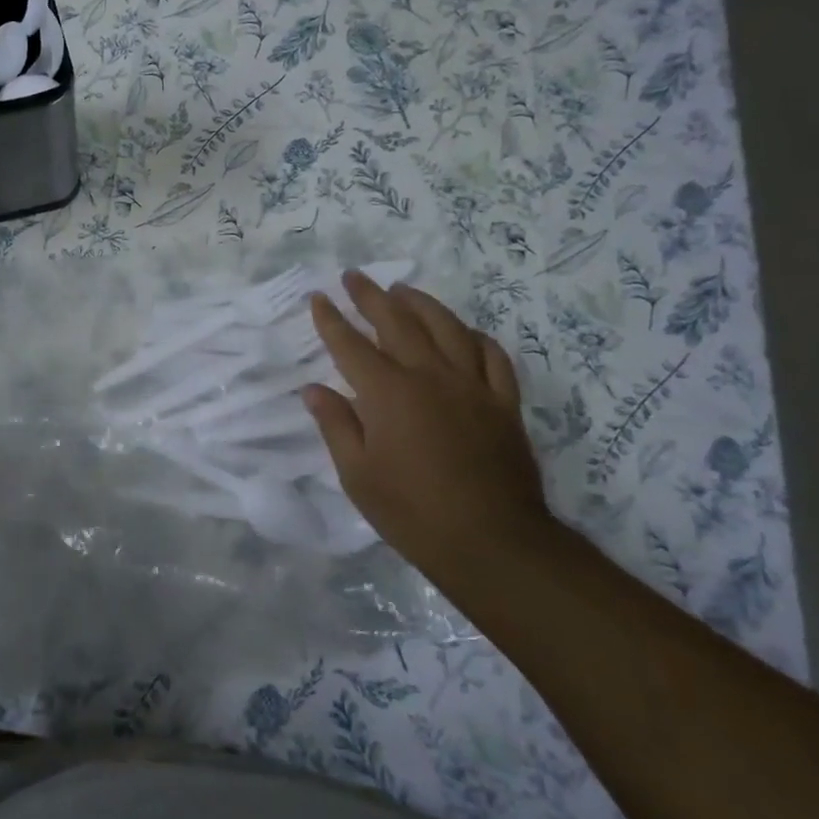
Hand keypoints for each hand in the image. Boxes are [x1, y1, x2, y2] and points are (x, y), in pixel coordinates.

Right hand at [302, 272, 546, 573]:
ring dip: (421, 304)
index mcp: (388, 393)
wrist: (492, 542)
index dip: (330, 320)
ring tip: (402, 290)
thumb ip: (336, 425)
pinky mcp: (503, 403)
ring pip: (446, 328)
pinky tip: (464, 333)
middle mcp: (429, 376)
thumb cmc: (412, 512)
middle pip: (397, 323)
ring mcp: (472, 386)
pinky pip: (492, 356)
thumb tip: (314, 389)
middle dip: (371, 296)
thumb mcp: (357, 475)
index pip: (350, 345)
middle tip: (354, 276)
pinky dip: (475, 337)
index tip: (317, 298)